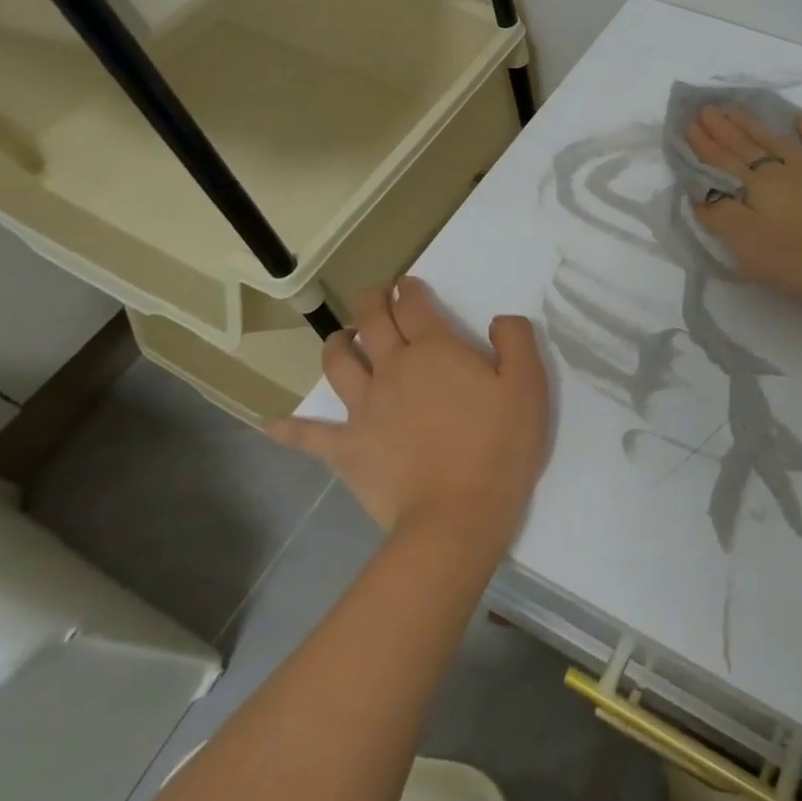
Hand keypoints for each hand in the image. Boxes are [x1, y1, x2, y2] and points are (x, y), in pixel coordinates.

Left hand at [269, 278, 550, 549]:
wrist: (456, 515)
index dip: (410, 290)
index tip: (409, 285)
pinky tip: (273, 425)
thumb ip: (516, 340)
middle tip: (378, 294)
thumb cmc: (499, 446)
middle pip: (372, 322)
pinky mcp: (347, 449)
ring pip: (338, 364)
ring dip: (337, 344)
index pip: (415, 306)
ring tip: (342, 338)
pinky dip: (291, 429)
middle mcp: (393, 369)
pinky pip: (309, 436)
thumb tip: (499, 320)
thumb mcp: (528, 385)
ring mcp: (364, 409)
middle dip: (373, 300)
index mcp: (435, 350)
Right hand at [686, 104, 801, 311]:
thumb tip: (698, 192)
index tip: (687, 125)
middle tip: (705, 108)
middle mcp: (780, 172)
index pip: (722, 162)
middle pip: (745, 147)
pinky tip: (801, 119)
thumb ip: (719, 216)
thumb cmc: (798, 262)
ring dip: (754, 125)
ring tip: (736, 109)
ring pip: (777, 142)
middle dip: (722, 129)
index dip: (703, 145)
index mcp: (755, 188)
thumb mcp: (747, 246)